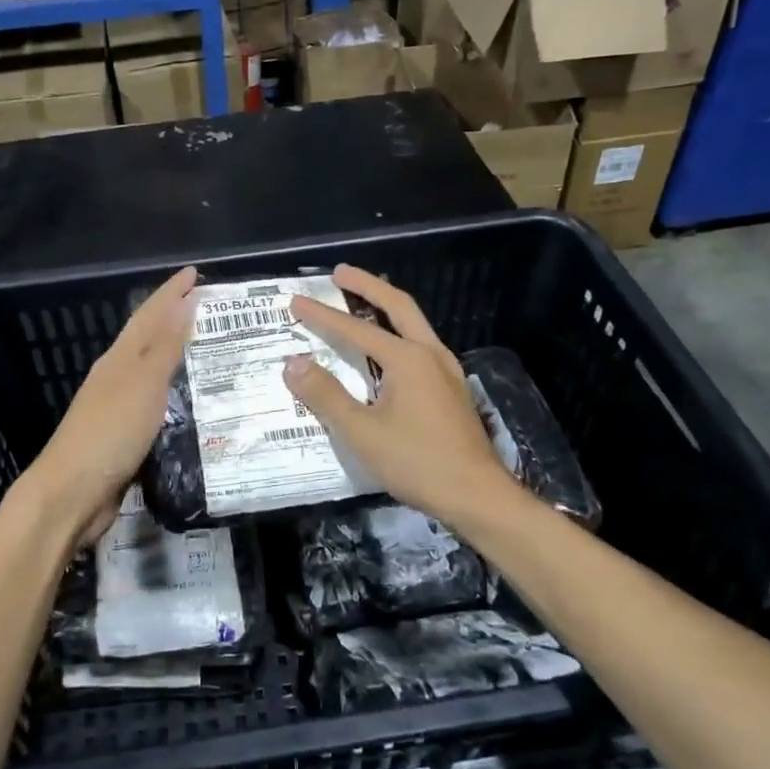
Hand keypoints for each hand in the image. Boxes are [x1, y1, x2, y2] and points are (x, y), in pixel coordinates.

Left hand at [25, 266, 197, 545]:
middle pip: (148, 338)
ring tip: (210, 349)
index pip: (149, 314)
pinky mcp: (124, 436)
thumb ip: (166, 345)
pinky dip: (175, 393)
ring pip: (153, 370)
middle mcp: (116, 376)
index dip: (171, 292)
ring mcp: (117, 407)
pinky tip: (193, 402)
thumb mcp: (143, 384)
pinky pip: (156, 403)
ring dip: (177, 355)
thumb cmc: (110, 433)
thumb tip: (185, 301)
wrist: (71, 494)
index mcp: (119, 358)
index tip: (195, 273)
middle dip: (176, 318)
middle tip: (211, 308)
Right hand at [285, 263, 520, 529]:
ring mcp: (446, 371)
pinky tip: (388, 348)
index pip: (356, 329)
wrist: (477, 495)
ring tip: (361, 300)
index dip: (322, 316)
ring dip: (386, 306)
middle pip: (398, 306)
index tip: (295, 302)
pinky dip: (398, 331)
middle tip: (339, 273)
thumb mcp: (362, 432)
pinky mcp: (452, 389)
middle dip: (367, 285)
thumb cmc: (417, 463)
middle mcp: (430, 354)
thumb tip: (293, 363)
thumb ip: (326, 395)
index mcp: (408, 359)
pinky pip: (421, 344)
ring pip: (414, 323)